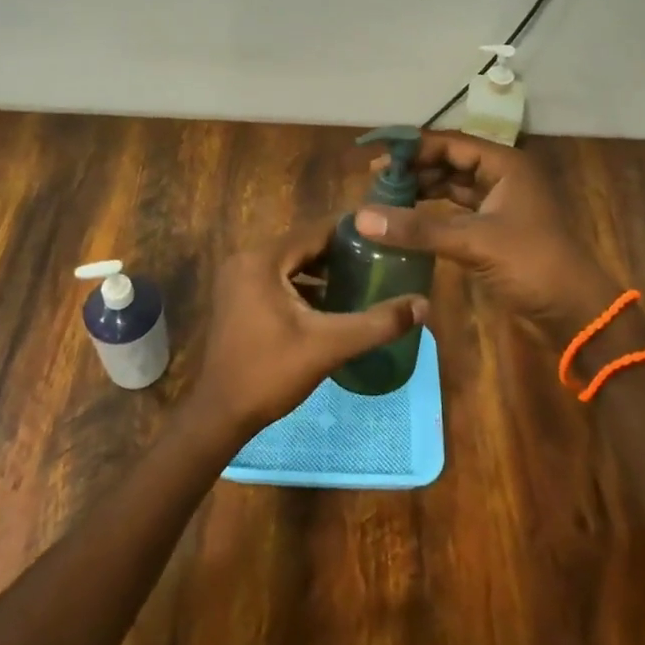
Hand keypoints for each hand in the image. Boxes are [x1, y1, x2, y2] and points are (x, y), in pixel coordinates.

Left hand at [191, 219, 426, 438]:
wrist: (220, 414)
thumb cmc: (270, 373)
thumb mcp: (329, 346)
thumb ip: (377, 323)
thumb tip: (423, 304)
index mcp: (263, 260)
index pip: (315, 230)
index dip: (352, 231)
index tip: (385, 236)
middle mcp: (246, 259)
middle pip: (303, 245)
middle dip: (340, 252)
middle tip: (379, 258)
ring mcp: (238, 279)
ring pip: (290, 263)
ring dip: (322, 270)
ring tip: (362, 278)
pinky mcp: (238, 298)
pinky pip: (277, 279)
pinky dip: (303, 286)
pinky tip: (332, 303)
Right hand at [357, 130, 624, 348]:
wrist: (575, 312)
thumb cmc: (532, 264)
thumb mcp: (473, 242)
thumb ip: (417, 229)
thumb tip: (362, 217)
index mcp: (505, 164)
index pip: (450, 143)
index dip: (413, 148)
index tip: (377, 157)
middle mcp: (502, 176)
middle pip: (450, 162)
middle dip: (414, 170)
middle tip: (374, 182)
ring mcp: (500, 204)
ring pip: (452, 187)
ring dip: (422, 191)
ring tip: (384, 199)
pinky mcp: (495, 230)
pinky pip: (457, 212)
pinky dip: (432, 214)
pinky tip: (407, 220)